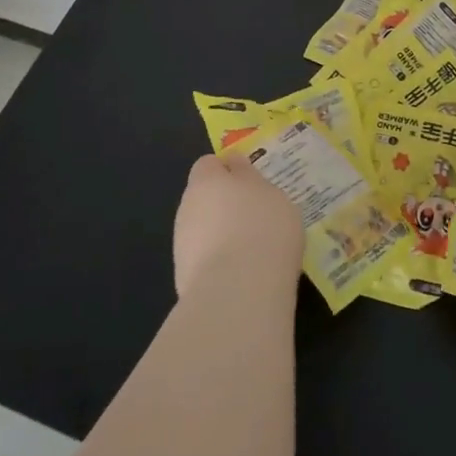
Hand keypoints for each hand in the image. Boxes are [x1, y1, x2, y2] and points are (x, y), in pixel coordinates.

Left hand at [172, 153, 303, 298]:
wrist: (238, 291)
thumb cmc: (263, 229)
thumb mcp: (272, 194)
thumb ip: (253, 183)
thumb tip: (240, 176)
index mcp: (207, 179)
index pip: (209, 164)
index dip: (227, 170)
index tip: (249, 182)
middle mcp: (188, 207)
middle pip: (204, 198)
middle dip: (223, 204)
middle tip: (255, 216)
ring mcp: (182, 244)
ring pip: (202, 230)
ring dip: (220, 234)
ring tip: (251, 250)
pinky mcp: (183, 278)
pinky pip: (204, 260)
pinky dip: (219, 263)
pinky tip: (242, 274)